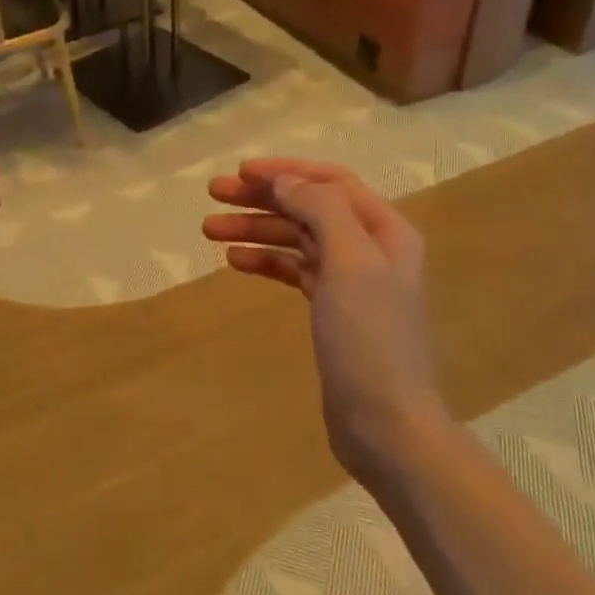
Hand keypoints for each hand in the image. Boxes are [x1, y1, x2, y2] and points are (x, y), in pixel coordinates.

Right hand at [204, 159, 445, 484]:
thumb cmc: (369, 339)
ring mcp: (349, 280)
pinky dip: (265, 261)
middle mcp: (369, 247)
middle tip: (213, 194)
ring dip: (255, 229)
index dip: (286, 171)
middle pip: (309, 207)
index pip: (331, 181)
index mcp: (384, 230)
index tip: (241, 172)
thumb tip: (284, 180)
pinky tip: (234, 260)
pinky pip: (293, 270)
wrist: (385, 423)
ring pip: (296, 238)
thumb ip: (320, 210)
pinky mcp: (331, 310)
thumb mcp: (350, 263)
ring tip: (208, 229)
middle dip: (262, 197)